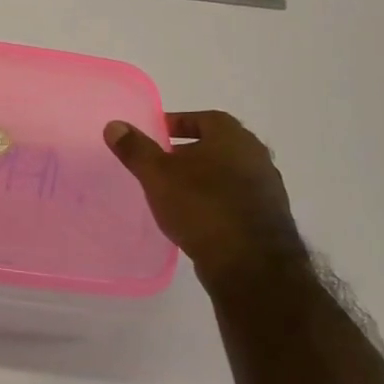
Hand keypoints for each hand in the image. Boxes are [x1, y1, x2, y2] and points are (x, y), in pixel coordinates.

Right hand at [104, 111, 307, 291]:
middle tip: (162, 164)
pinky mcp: (269, 219)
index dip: (179, 123)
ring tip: (175, 193)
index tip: (157, 135)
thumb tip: (114, 125)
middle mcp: (256, 157)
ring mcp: (267, 189)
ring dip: (203, 178)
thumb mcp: (157, 175)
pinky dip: (216, 201)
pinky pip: (236, 200)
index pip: (205, 119)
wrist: (251, 264)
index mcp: (233, 138)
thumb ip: (135, 149)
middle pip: (218, 146)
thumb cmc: (202, 206)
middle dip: (189, 152)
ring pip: (228, 174)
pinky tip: (196, 217)